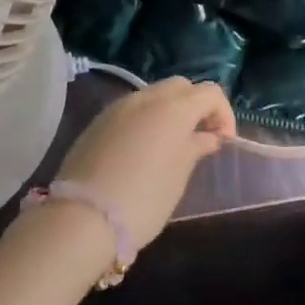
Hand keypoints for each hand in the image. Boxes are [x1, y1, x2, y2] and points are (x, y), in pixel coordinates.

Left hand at [54, 77, 234, 251]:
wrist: (82, 217)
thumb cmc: (143, 199)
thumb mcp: (178, 177)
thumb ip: (195, 148)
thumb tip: (208, 137)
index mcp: (173, 108)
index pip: (210, 92)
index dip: (223, 113)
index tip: (223, 142)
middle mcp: (146, 97)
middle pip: (181, 86)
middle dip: (196, 106)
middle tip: (201, 138)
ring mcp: (119, 106)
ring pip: (154, 94)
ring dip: (170, 111)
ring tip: (173, 144)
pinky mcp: (99, 120)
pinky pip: (132, 108)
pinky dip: (146, 119)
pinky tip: (143, 149)